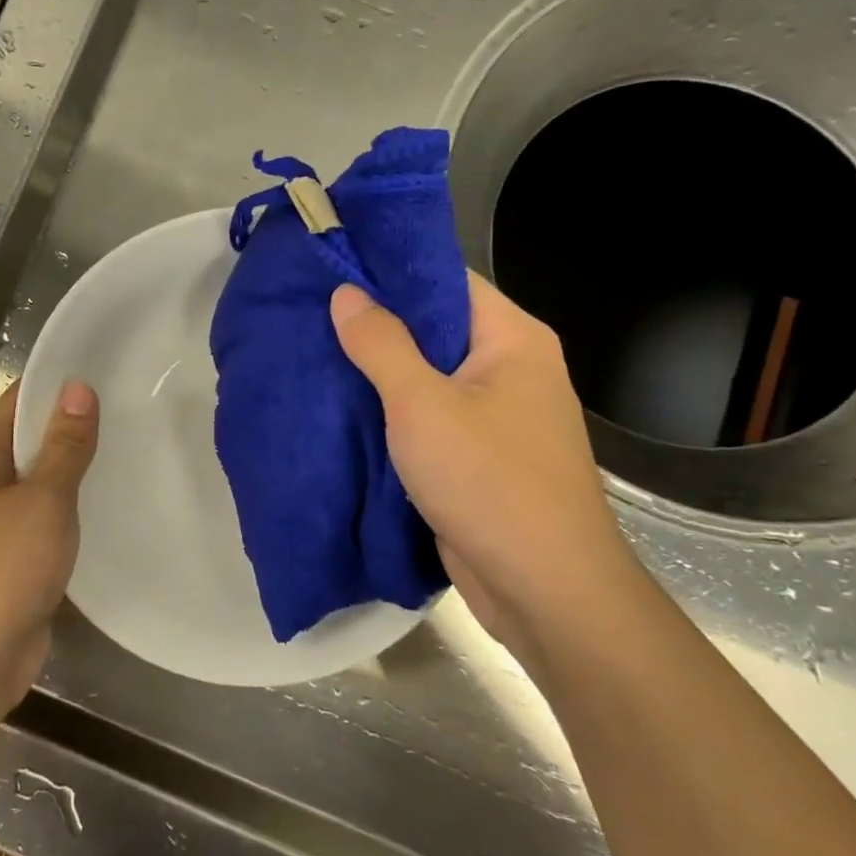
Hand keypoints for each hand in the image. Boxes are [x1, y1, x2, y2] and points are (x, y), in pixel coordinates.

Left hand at [0, 380, 98, 725]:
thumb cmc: (3, 570)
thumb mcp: (43, 500)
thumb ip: (64, 445)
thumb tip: (78, 387)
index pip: (16, 402)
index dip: (57, 385)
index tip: (105, 371)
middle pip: (26, 440)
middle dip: (70, 426)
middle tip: (128, 409)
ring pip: (35, 482)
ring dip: (70, 470)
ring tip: (125, 449)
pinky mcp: (6, 558)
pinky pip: (40, 518)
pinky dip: (66, 509)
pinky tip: (103, 506)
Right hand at [330, 273, 640, 656]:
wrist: (543, 588)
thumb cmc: (489, 481)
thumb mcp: (422, 405)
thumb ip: (381, 344)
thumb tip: (347, 293)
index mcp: (512, 338)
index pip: (446, 280)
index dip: (391, 271)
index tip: (334, 267)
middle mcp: (511, 369)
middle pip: (436, 328)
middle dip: (376, 323)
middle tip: (312, 313)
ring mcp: (497, 416)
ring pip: (429, 377)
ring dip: (380, 372)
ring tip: (316, 353)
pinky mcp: (479, 456)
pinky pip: (430, 418)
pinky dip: (392, 413)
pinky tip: (344, 407)